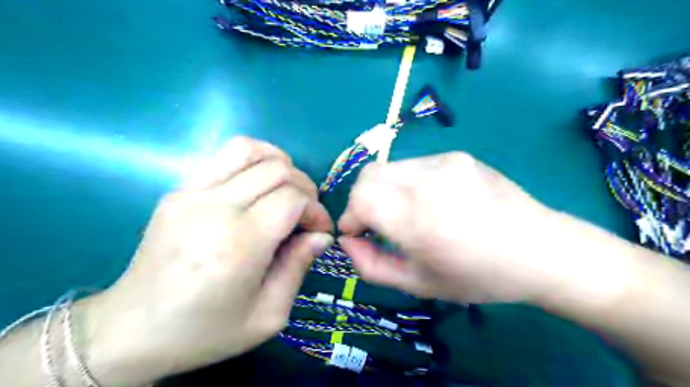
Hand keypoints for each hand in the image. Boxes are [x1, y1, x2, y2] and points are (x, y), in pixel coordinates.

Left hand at [84, 136, 331, 383]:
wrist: (133, 330)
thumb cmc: (206, 330)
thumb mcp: (267, 316)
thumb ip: (298, 268)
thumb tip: (321, 236)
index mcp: (240, 243)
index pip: (292, 199)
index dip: (315, 211)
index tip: (319, 230)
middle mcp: (215, 208)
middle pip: (277, 170)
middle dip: (305, 187)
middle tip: (307, 213)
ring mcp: (191, 193)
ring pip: (248, 149)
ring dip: (280, 162)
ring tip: (288, 187)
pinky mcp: (178, 190)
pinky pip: (223, 157)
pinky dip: (252, 161)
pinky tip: (259, 184)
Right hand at [338, 152, 569, 304]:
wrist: (541, 250)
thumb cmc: (479, 277)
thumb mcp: (419, 284)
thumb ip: (371, 266)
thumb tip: (347, 240)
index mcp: (419, 220)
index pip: (360, 198)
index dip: (350, 215)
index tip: (358, 233)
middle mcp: (429, 182)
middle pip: (367, 175)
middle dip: (361, 200)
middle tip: (376, 224)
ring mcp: (445, 162)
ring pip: (388, 167)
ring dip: (383, 190)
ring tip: (404, 213)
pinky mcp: (457, 156)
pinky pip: (413, 165)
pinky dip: (405, 183)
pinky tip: (429, 201)